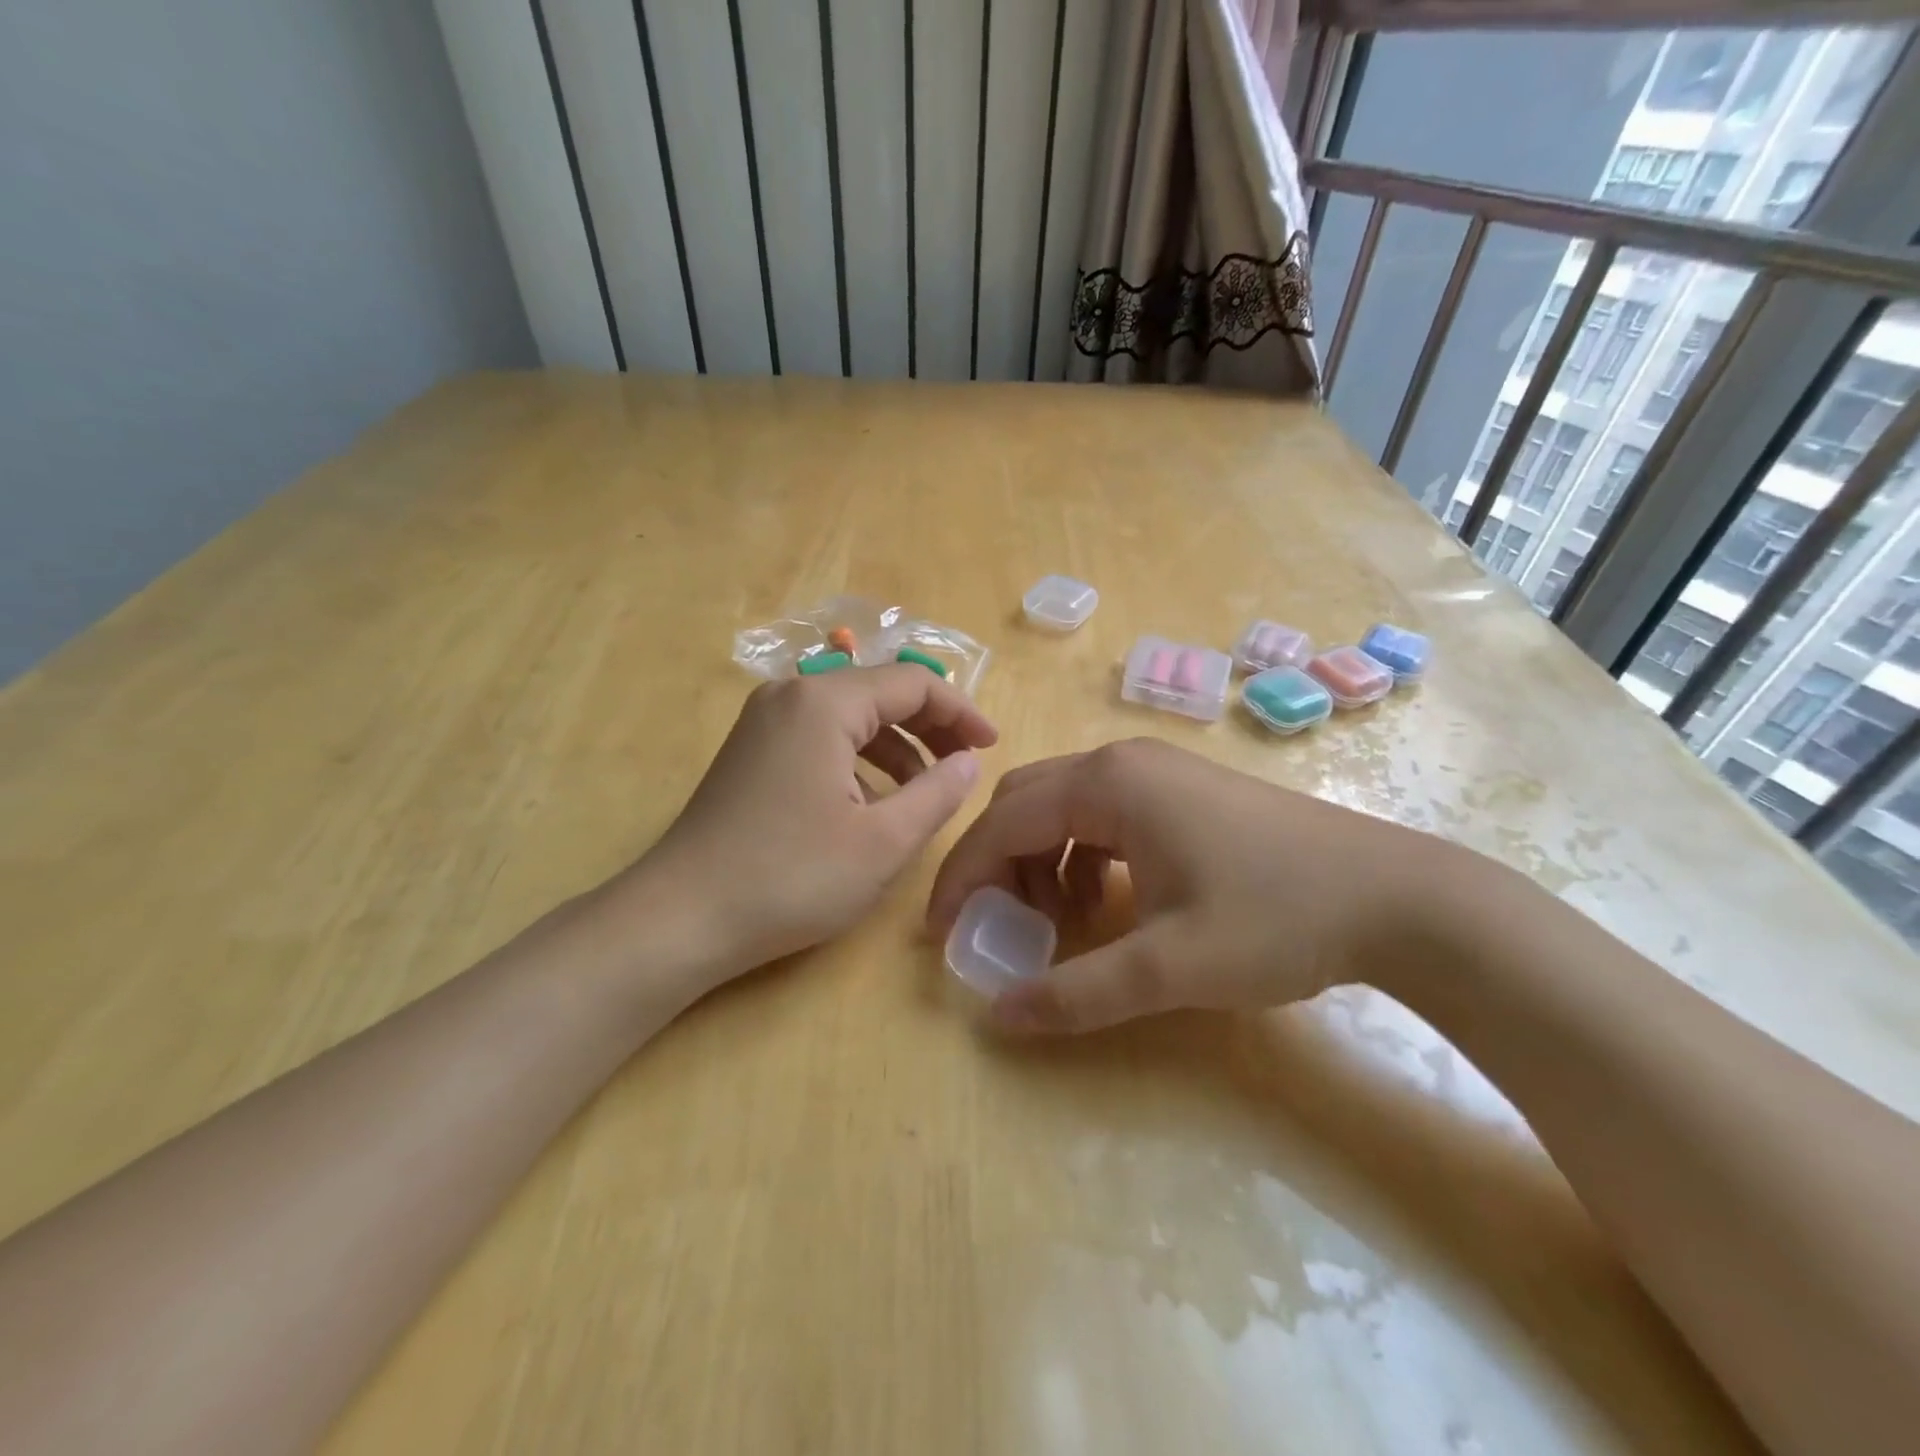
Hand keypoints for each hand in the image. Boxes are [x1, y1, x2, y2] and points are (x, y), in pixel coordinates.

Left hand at [631, 665, 997, 983]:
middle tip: (965, 767)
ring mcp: (764, 722)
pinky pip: (822, 738)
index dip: (961, 712)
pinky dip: (859, 761)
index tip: (992, 747)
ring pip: (851, 717)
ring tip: (924, 793)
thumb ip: (938, 794)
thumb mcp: (883, 842)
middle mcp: (792, 695)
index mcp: (825, 702)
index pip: (913, 682)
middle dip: (931, 727)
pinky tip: (872, 803)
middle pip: (880, 692)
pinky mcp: (752, 751)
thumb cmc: (791, 877)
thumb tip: (969, 762)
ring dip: (896, 747)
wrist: (681, 918)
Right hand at [927, 738, 1468, 1033]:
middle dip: (998, 865)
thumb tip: (997, 1016)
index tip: (941, 934)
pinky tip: (1108, 902)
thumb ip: (1076, 992)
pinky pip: (1103, 814)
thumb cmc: (1277, 919)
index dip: (962, 878)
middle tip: (999, 927)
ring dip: (1042, 861)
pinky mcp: (1182, 790)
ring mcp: (1156, 771)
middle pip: (1024, 803)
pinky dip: (1082, 855)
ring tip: (1060, 924)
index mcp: (1108, 785)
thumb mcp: (1169, 967)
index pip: (1002, 823)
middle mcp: (1122, 762)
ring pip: (1063, 806)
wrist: (1398, 897)